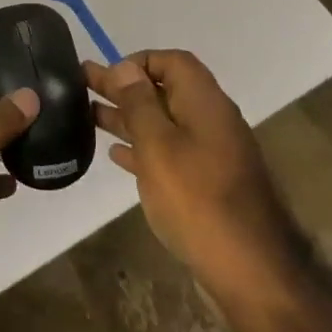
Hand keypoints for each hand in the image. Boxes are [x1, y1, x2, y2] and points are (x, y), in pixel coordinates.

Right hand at [88, 51, 294, 303]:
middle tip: (82, 84)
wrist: (249, 270)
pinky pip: (169, 152)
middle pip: (164, 91)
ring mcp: (211, 154)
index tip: (107, 75)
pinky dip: (142, 147)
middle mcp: (211, 121)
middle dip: (124, 87)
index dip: (139, 61)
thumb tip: (126, 67)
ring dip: (128, 116)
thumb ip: (139, 104)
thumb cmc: (197, 199)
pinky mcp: (206, 184)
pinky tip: (116, 154)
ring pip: (164, 123)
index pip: (173, 62)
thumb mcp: (159, 146)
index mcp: (204, 103)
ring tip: (89, 115)